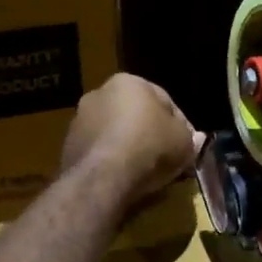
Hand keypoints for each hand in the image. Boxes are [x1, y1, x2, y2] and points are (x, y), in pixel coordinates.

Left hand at [60, 74, 201, 205]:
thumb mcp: (183, 143)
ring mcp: (79, 120)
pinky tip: (123, 179)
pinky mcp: (68, 146)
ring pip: (114, 134)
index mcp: (128, 82)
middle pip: (135, 115)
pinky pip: (99, 152)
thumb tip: (194, 139)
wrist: (102, 177)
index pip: (164, 100)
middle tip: (167, 158)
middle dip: (151, 134)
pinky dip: (111, 162)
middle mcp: (99, 93)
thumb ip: (190, 138)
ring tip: (145, 173)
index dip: (180, 124)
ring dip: (129, 148)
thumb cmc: (149, 147)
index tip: (187, 145)